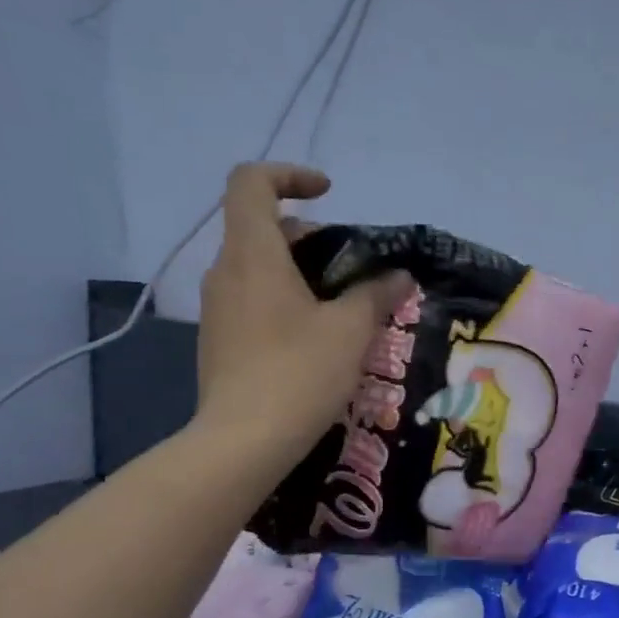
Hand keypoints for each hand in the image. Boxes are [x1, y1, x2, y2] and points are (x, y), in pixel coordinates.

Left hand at [193, 163, 411, 457]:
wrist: (244, 442)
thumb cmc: (299, 373)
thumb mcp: (351, 331)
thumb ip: (376, 294)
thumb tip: (400, 276)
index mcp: (252, 255)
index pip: (251, 183)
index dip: (290, 175)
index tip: (329, 193)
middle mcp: (225, 272)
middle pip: (262, 228)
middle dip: (311, 236)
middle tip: (353, 267)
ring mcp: (218, 309)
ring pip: (259, 267)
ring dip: (301, 272)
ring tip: (344, 307)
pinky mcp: (220, 341)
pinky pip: (254, 300)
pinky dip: (286, 300)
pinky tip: (318, 339)